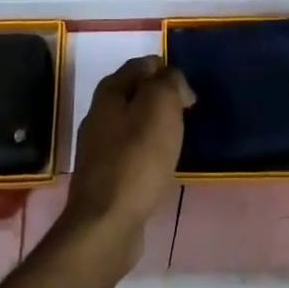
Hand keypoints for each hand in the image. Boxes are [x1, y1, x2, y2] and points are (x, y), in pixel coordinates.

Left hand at [57, 56, 194, 270]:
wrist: (107, 222)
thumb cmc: (137, 158)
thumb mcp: (161, 106)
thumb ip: (170, 82)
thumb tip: (174, 82)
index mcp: (110, 90)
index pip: (143, 64)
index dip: (168, 71)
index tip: (189, 93)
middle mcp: (99, 113)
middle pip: (137, 93)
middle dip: (163, 99)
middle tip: (188, 115)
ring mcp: (99, 146)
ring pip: (135, 123)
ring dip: (156, 127)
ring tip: (180, 140)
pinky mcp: (105, 175)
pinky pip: (133, 152)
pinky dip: (149, 152)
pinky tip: (163, 165)